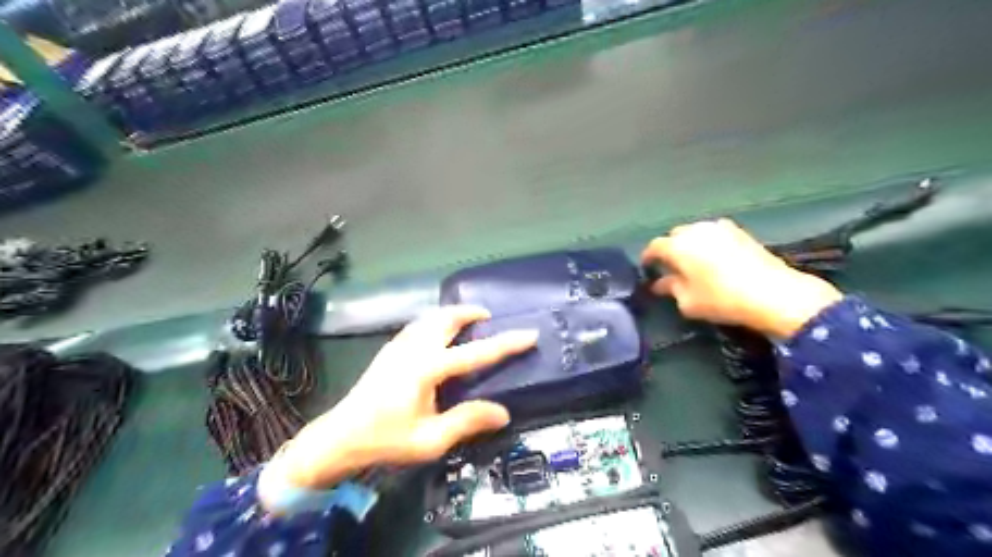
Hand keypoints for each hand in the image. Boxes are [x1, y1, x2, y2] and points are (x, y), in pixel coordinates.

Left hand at [270, 305, 533, 491]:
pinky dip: (436, 322)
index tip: (530, 333)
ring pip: (431, 317)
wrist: (339, 438)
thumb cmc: (386, 440)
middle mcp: (414, 348)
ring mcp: (398, 346)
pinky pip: (419, 325)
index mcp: (427, 368)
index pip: (476, 352)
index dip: (506, 343)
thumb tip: (503, 412)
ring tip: (469, 322)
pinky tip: (439, 335)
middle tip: (490, 317)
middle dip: (471, 312)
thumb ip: (467, 421)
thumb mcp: (431, 439)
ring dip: (452, 315)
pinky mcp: (389, 350)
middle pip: (447, 318)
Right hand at [640, 220, 838, 336]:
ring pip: (695, 233)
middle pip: (674, 236)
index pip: (654, 247)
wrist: (773, 293)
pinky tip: (713, 258)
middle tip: (670, 267)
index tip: (646, 268)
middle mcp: (695, 230)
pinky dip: (708, 243)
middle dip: (669, 250)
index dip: (647, 258)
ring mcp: (719, 227)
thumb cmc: (722, 299)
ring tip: (692, 262)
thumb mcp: (688, 302)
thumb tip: (660, 283)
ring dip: (689, 245)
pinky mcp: (739, 231)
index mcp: (678, 246)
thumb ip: (670, 289)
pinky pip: (714, 234)